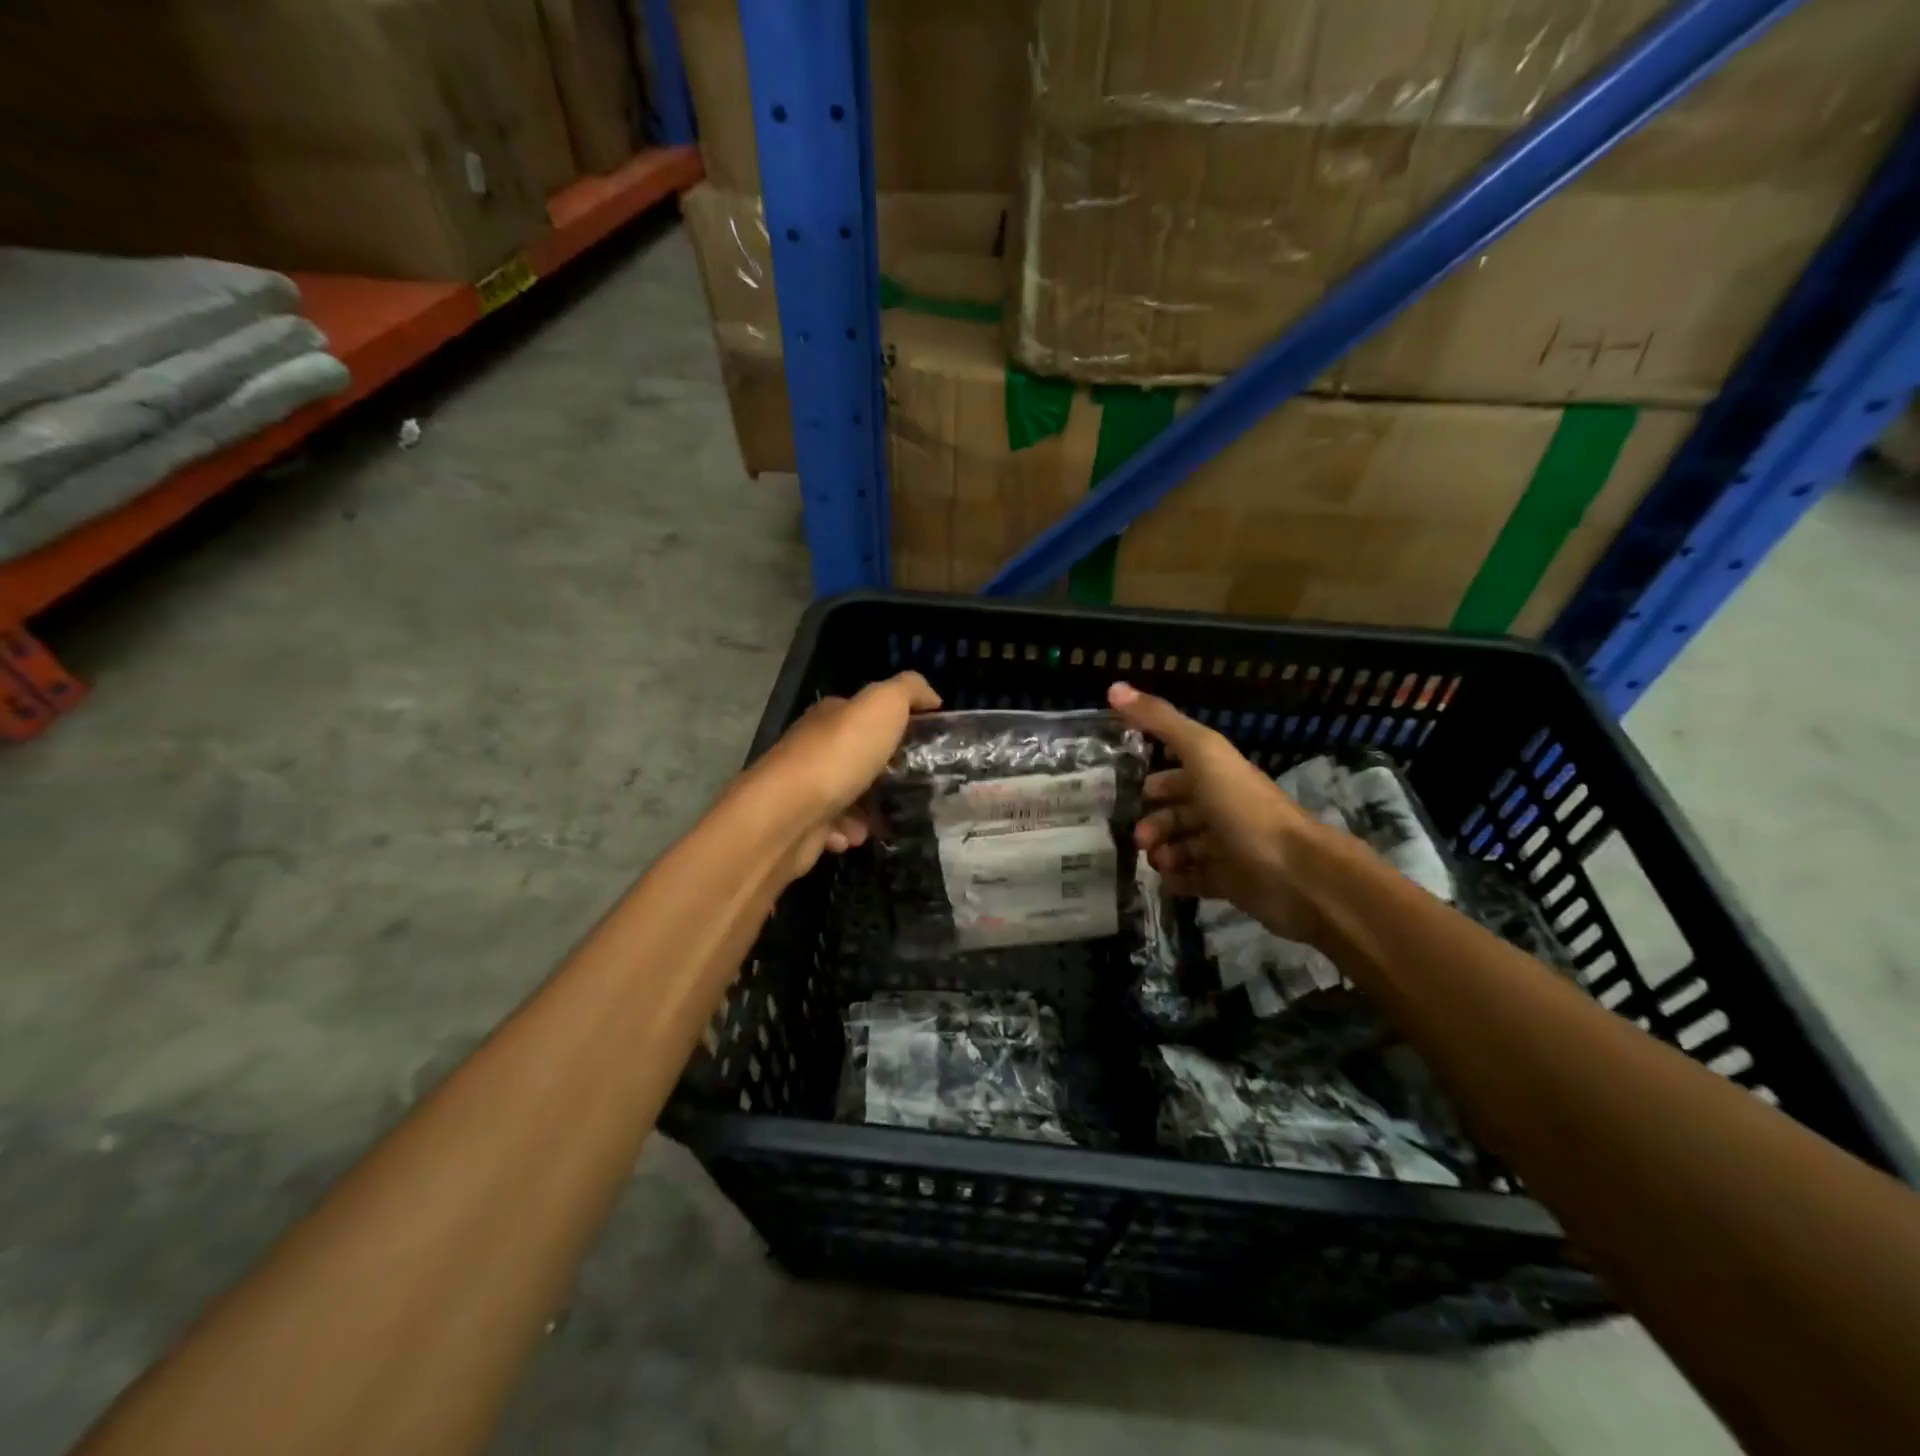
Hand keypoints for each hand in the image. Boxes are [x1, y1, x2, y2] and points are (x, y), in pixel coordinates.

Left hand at [745, 671, 940, 875]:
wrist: (788, 814)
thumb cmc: (839, 755)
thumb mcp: (883, 705)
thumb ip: (909, 691)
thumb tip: (932, 697)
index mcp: (831, 716)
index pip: (867, 713)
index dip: (897, 724)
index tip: (928, 744)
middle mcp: (814, 747)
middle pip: (859, 756)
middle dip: (887, 771)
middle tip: (918, 784)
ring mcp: (805, 787)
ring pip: (848, 795)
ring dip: (869, 808)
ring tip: (887, 816)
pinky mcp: (801, 824)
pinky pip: (834, 828)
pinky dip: (848, 832)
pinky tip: (855, 835)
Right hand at [1109, 682, 1325, 943]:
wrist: (1294, 871)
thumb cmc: (1244, 807)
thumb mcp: (1201, 752)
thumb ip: (1160, 721)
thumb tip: (1113, 687)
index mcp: (1217, 776)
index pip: (1178, 773)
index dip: (1153, 782)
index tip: (1126, 793)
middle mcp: (1222, 808)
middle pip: (1178, 812)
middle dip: (1153, 822)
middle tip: (1139, 838)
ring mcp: (1227, 847)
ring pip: (1183, 847)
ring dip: (1162, 852)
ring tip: (1154, 860)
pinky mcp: (1230, 882)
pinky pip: (1195, 879)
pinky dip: (1177, 880)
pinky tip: (1166, 880)